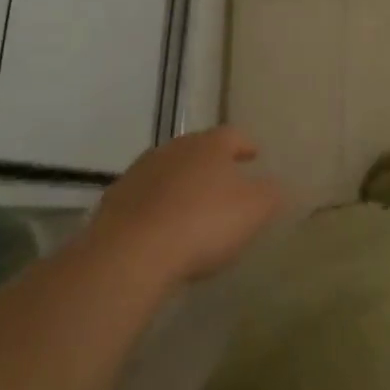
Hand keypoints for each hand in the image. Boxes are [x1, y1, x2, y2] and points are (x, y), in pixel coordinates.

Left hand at [91, 127, 284, 286]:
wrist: (131, 253)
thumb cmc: (203, 223)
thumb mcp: (255, 210)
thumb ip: (272, 194)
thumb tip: (275, 186)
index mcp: (209, 145)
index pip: (233, 135)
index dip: (246, 145)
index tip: (254, 155)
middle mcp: (173, 150)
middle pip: (197, 151)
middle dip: (212, 165)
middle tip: (225, 182)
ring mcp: (139, 174)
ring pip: (168, 173)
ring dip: (182, 186)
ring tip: (193, 209)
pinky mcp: (114, 203)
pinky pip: (145, 200)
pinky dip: (157, 209)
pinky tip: (164, 231)